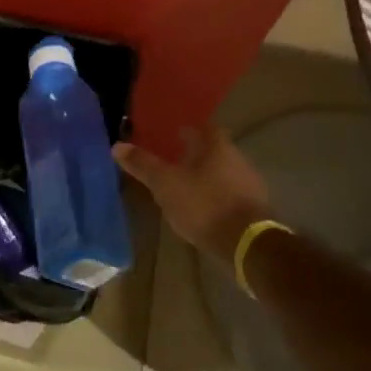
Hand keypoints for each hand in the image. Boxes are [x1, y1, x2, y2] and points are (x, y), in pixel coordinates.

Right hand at [114, 125, 272, 265]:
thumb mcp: (166, 184)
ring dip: (204, 177)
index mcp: (218, 147)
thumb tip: (117, 146)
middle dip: (194, 154)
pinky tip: (200, 209)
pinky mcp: (253, 209)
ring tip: (181, 187)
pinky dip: (213, 197)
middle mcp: (238, 159)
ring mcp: (249, 185)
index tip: (171, 134)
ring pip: (221, 173)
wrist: (247, 243)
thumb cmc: (204, 205)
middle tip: (171, 160)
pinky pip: (228, 195)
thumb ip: (143, 165)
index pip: (204, 127)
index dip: (187, 129)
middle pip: (214, 150)